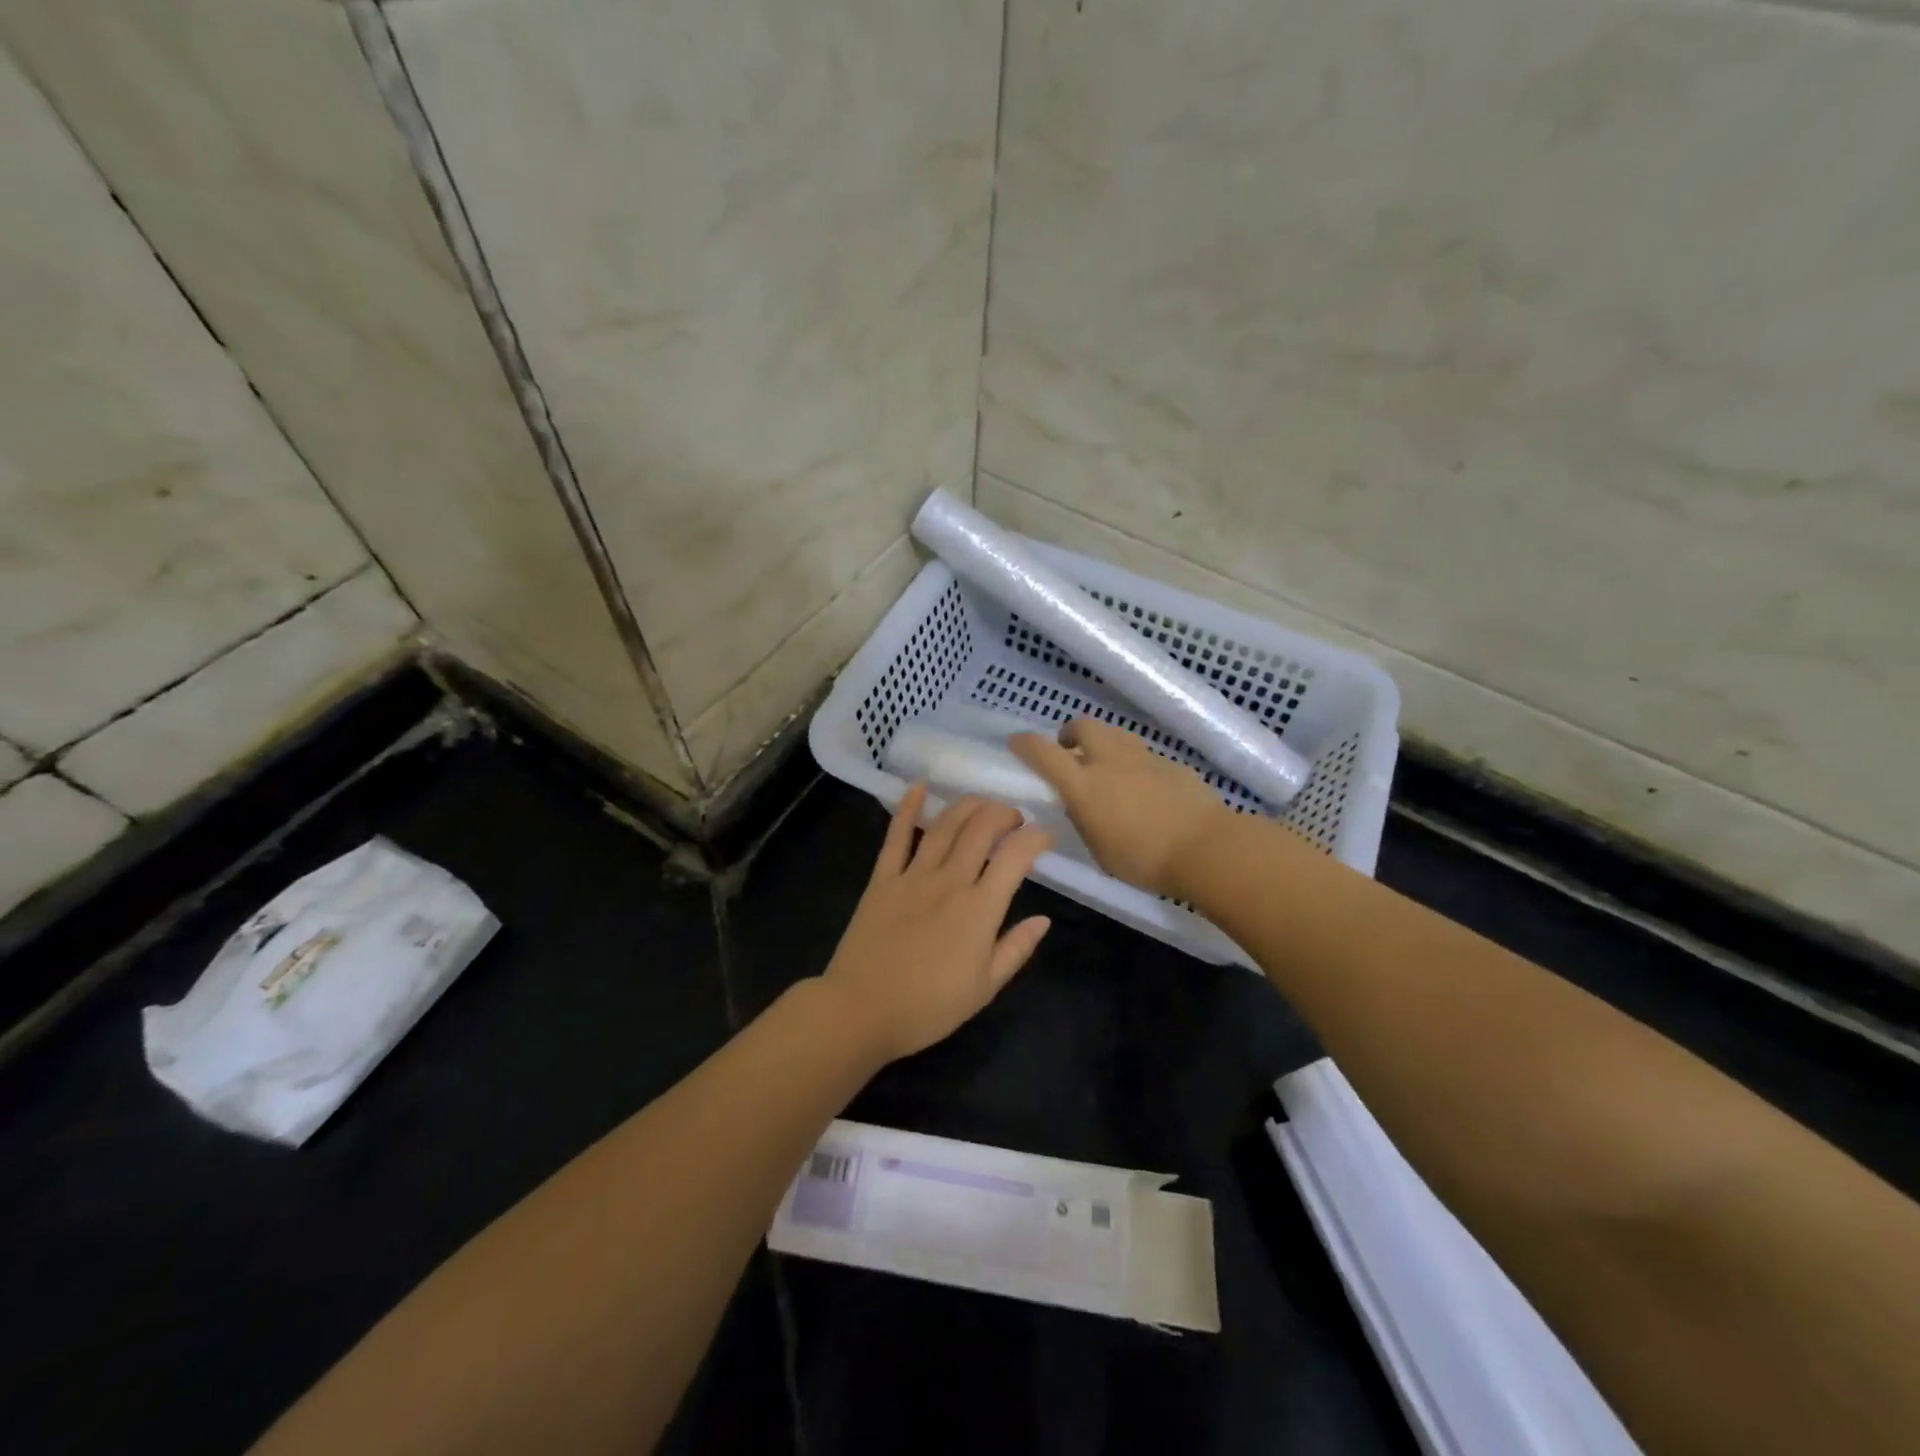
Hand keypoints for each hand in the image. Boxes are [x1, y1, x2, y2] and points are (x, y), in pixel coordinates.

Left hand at [820, 783, 1052, 1063]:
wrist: (861, 1010)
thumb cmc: (928, 1007)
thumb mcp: (985, 988)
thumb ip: (1016, 949)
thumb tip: (1044, 919)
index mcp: (980, 909)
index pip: (1015, 856)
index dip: (1036, 838)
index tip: (1045, 836)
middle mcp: (950, 881)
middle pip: (981, 829)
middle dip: (1003, 813)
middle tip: (1013, 818)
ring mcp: (913, 876)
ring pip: (945, 825)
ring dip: (967, 805)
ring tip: (982, 802)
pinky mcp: (882, 879)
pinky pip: (897, 836)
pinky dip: (908, 807)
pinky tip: (919, 786)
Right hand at [1009, 718, 1229, 897]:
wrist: (1206, 848)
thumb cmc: (1145, 860)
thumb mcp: (1100, 851)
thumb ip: (1085, 822)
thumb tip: (1081, 806)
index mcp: (1084, 785)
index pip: (1044, 753)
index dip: (1025, 743)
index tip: (1016, 742)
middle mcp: (1110, 762)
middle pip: (1083, 726)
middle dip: (1070, 733)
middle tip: (1070, 751)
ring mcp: (1143, 758)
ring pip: (1115, 733)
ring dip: (1102, 742)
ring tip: (1106, 765)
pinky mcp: (1170, 764)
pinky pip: (1143, 754)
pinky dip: (1133, 762)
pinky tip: (1144, 787)